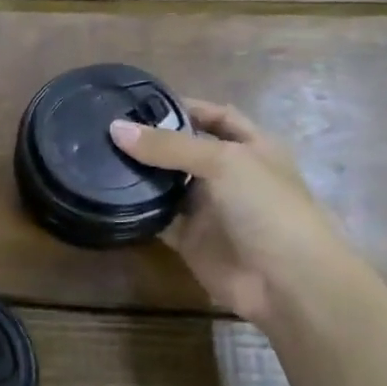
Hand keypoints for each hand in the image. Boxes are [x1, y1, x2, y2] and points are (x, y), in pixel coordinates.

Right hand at [109, 100, 350, 325]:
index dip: (185, 106)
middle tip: (105, 129)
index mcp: (251, 147)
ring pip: (168, 185)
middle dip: (152, 140)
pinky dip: (137, 210)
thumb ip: (169, 146)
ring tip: (97, 156)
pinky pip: (158, 219)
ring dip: (140, 174)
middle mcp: (229, 175)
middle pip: (185, 150)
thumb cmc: (267, 208)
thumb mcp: (223, 163)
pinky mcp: (191, 240)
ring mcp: (209, 209)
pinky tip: (107, 195)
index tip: (140, 102)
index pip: (216, 116)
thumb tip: (115, 128)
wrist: (288, 283)